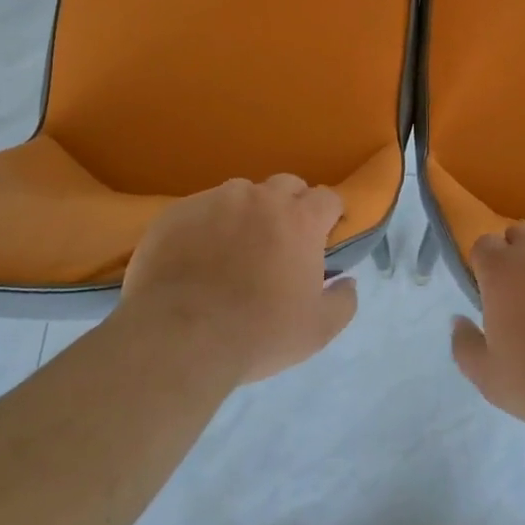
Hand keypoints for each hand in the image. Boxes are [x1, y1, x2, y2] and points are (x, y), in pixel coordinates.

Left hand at [118, 174, 358, 385]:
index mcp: (301, 219)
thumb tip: (348, 282)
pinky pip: (200, 209)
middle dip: (291, 206)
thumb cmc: (258, 334)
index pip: (327, 198)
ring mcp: (215, 200)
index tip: (324, 237)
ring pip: (241, 194)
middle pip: (286, 185)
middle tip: (281, 241)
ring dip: (247, 213)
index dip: (329, 215)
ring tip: (234, 247)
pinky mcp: (177, 212)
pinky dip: (206, 225)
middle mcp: (261, 198)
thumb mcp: (318, 330)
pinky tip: (196, 256)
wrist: (178, 339)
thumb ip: (343, 301)